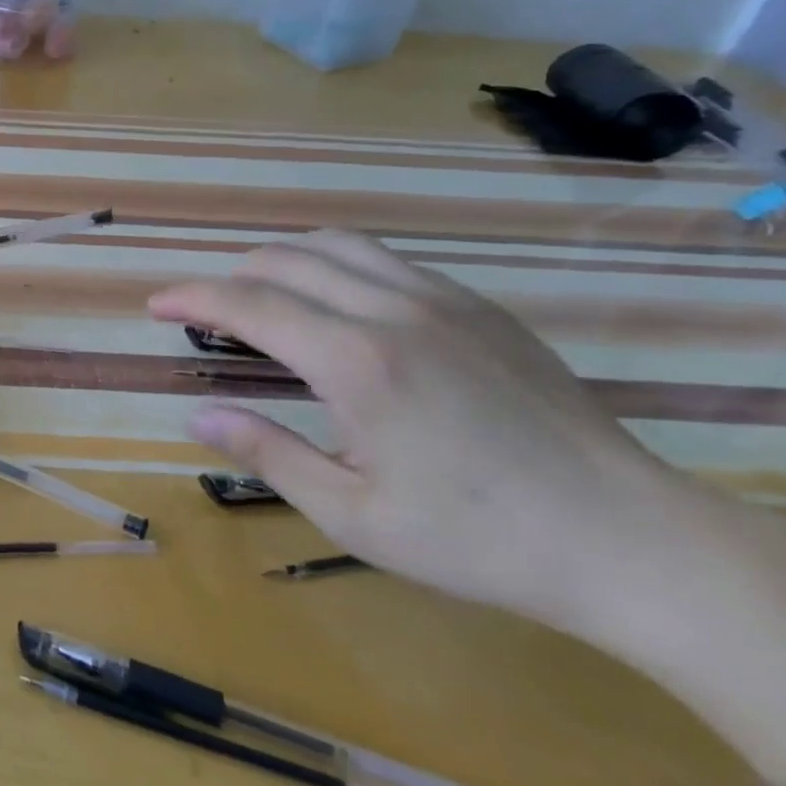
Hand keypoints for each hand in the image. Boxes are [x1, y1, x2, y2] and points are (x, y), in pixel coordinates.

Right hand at [149, 230, 693, 632]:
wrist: (630, 539)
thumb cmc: (477, 539)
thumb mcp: (354, 515)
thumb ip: (268, 454)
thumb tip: (197, 417)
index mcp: (355, 362)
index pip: (248, 304)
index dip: (191, 297)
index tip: (155, 304)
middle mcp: (392, 311)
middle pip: (285, 262)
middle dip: (228, 278)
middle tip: (202, 312)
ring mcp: (442, 301)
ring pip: (336, 246)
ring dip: (281, 260)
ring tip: (260, 293)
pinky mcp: (479, 308)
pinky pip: (386, 260)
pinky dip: (335, 265)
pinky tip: (336, 304)